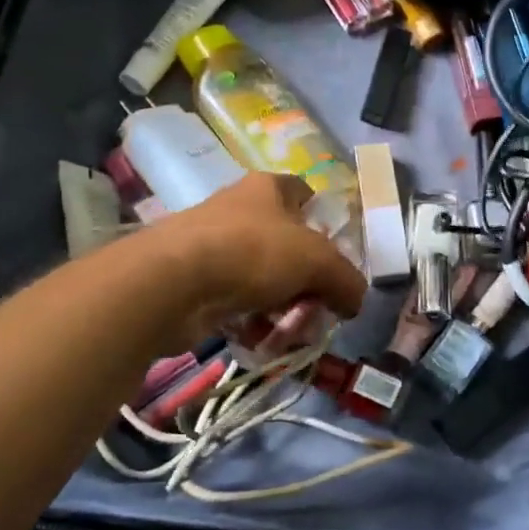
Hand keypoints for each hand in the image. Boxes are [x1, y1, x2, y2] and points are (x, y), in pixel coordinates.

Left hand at [140, 173, 365, 348]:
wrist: (172, 282)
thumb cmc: (254, 252)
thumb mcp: (319, 263)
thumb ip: (347, 281)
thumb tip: (356, 301)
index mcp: (268, 188)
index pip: (303, 193)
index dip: (323, 219)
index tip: (335, 253)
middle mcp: (239, 209)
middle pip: (287, 244)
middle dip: (308, 279)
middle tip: (320, 308)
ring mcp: (213, 244)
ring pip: (263, 277)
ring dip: (282, 307)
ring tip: (292, 333)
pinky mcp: (194, 281)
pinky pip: (236, 302)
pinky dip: (252, 321)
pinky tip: (262, 340)